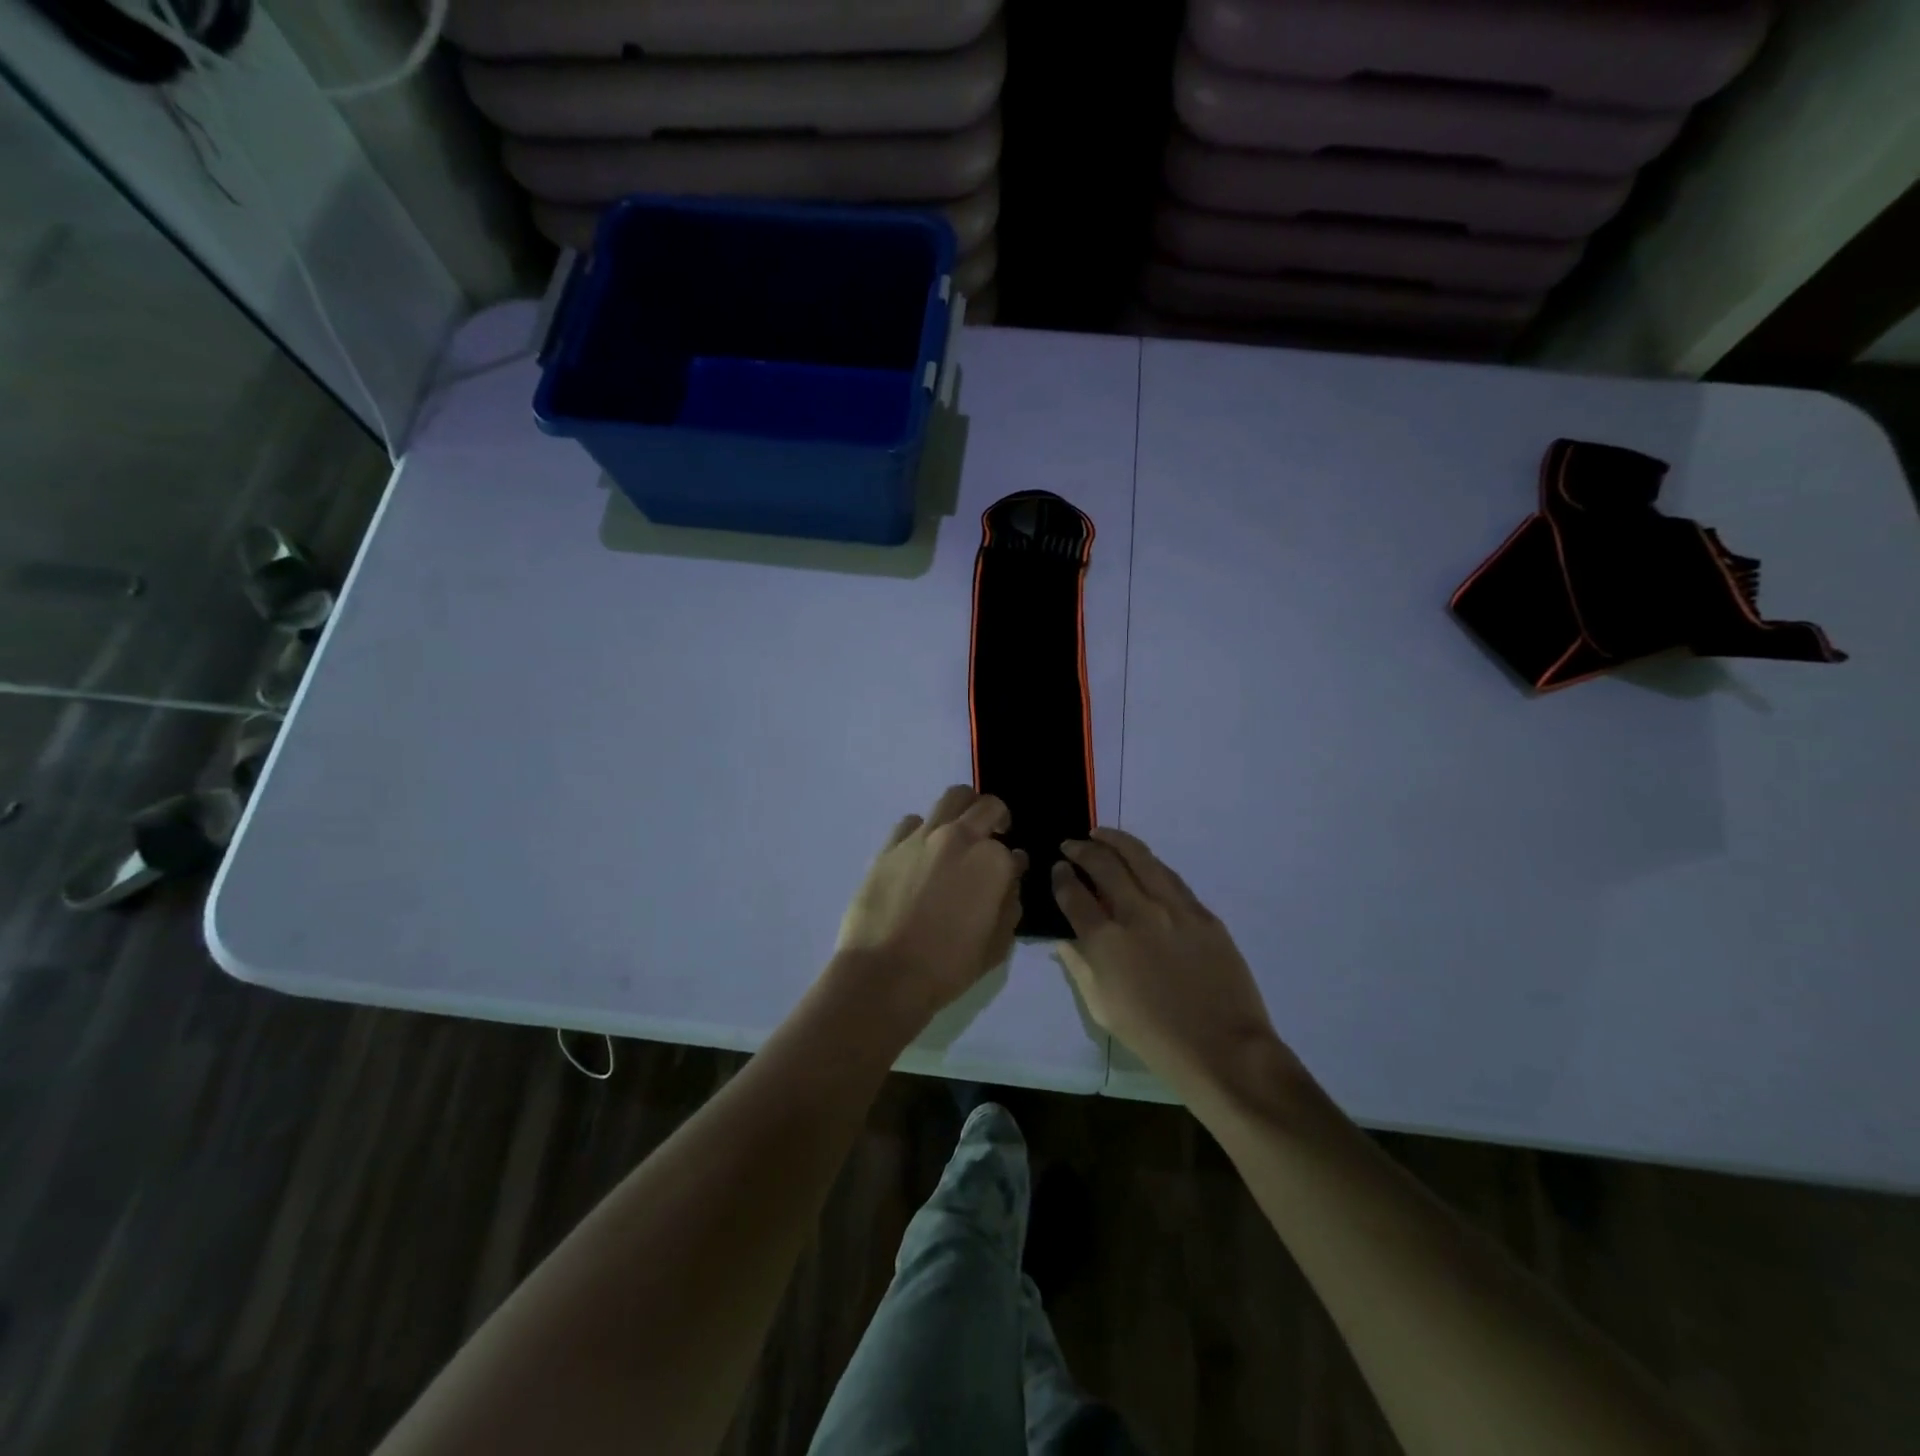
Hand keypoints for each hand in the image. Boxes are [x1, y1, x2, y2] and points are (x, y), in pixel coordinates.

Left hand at [836, 786, 1026, 1030]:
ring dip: (963, 809)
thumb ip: (1011, 902)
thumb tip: (1012, 873)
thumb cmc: (948, 967)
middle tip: (993, 835)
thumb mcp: (997, 945)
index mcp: (992, 861)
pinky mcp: (889, 846)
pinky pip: (912, 821)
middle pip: (986, 806)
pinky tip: (921, 852)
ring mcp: (921, 838)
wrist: (884, 975)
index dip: (1013, 863)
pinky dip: (924, 829)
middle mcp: (959, 838)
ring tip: (959, 832)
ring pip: (951, 798)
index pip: (1012, 850)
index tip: (1009, 875)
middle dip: (995, 817)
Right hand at [1052, 828, 1300, 1098]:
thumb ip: (1080, 967)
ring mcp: (1173, 909)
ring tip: (1100, 834)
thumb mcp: (1102, 1009)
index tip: (1058, 868)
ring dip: (1115, 841)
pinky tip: (1141, 860)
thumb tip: (1065, 941)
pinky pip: (1171, 876)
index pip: (1074, 895)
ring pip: (1140, 858)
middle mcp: (1137, 914)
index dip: (1062, 877)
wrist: (1222, 1049)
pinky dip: (1149, 862)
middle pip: (1103, 866)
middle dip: (1082, 850)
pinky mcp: (1202, 913)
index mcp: (1106, 942)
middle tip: (1071, 844)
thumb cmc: (1154, 1038)